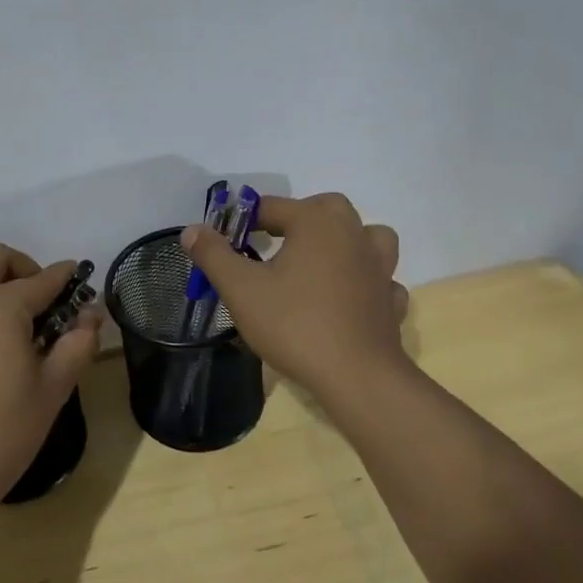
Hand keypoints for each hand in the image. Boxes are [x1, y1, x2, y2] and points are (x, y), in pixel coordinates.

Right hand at [181, 192, 408, 402]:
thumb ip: (214, 255)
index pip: (273, 206)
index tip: (228, 242)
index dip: (245, 220)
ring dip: (344, 241)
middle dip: (299, 218)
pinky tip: (347, 298)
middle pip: (326, 208)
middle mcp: (352, 234)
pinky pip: (379, 278)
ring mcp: (379, 267)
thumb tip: (192, 230)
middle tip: (274, 243)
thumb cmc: (294, 325)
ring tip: (319, 261)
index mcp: (316, 222)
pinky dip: (364, 281)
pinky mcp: (390, 300)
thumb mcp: (241, 290)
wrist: (357, 377)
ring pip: (366, 236)